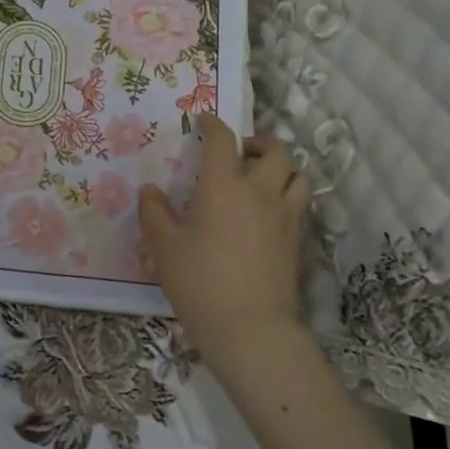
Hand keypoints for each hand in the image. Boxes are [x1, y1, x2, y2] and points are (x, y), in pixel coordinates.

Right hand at [139, 113, 309, 361]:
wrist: (250, 328)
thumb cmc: (199, 281)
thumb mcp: (164, 247)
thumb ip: (154, 213)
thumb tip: (150, 191)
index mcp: (223, 185)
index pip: (222, 140)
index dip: (213, 125)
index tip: (204, 120)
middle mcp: (259, 191)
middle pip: (275, 150)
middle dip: (258, 142)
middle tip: (241, 151)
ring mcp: (284, 216)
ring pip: (297, 176)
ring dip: (281, 168)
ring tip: (262, 178)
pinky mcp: (297, 241)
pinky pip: (299, 205)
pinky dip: (287, 197)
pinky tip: (268, 213)